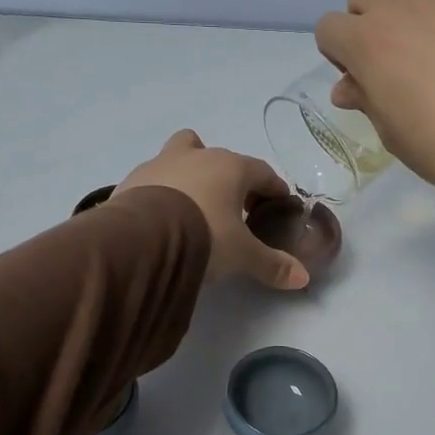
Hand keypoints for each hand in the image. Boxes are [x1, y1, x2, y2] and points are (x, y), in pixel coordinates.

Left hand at [115, 131, 310, 289]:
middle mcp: (197, 156)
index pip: (262, 172)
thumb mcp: (242, 255)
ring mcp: (160, 163)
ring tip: (192, 208)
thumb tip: (303, 278)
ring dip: (190, 176)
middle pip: (220, 157)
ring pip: (181, 157)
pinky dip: (161, 193)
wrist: (142, 238)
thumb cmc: (205, 236)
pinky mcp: (132, 180)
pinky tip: (161, 218)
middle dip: (230, 179)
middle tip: (234, 209)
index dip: (273, 189)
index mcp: (231, 167)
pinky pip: (153, 180)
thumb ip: (272, 264)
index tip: (278, 206)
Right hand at [315, 0, 434, 211]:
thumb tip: (349, 86)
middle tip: (399, 59)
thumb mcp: (394, 134)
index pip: (329, 28)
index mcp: (367, 42)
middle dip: (372, 22)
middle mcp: (401, 3)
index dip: (341, 54)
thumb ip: (367, 99)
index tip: (363, 77)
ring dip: (412, 1)